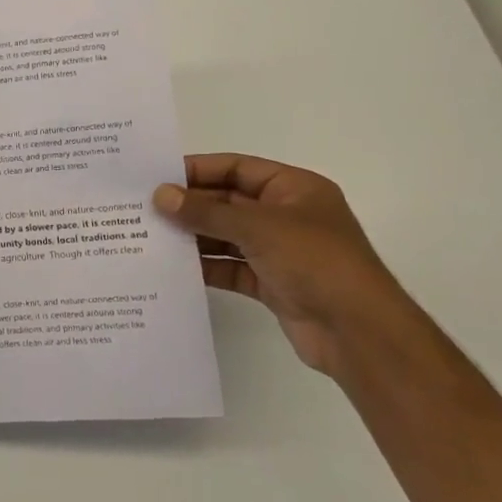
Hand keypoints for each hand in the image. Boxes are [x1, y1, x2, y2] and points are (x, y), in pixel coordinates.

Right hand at [154, 153, 419, 376]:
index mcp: (294, 189)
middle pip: (228, 202)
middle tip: (142, 208)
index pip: (237, 168)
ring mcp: (279, 251)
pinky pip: (229, 267)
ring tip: (148, 236)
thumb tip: (160, 195)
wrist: (358, 332)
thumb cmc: (315, 262)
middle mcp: (286, 216)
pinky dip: (204, 266)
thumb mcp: (257, 227)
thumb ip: (206, 211)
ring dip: (192, 236)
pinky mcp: (271, 283)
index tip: (156, 176)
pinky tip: (171, 267)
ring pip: (225, 236)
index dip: (197, 170)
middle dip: (189, 205)